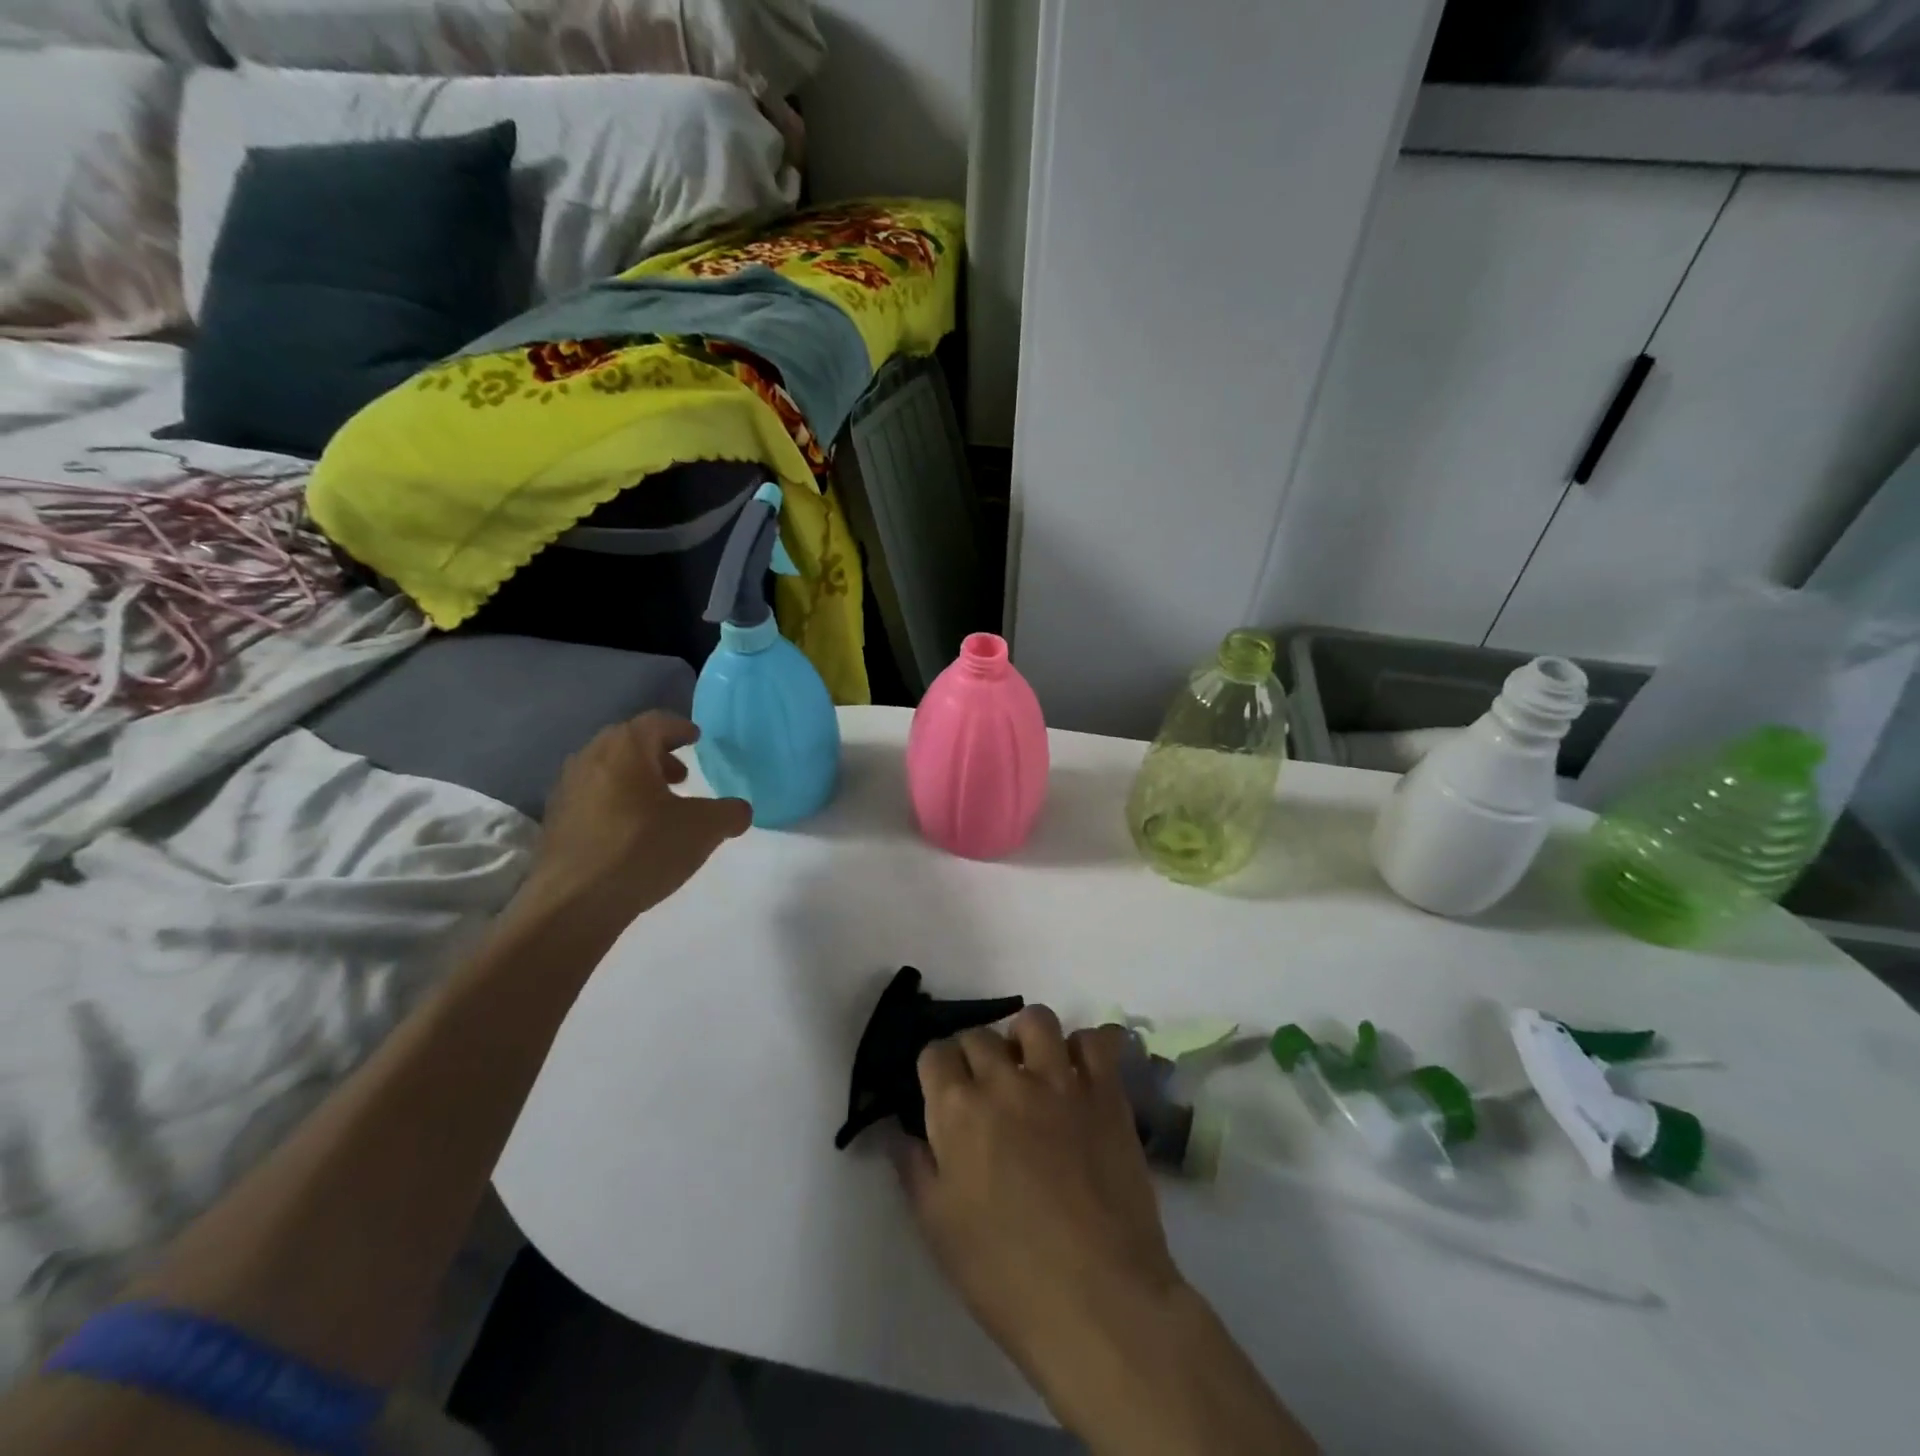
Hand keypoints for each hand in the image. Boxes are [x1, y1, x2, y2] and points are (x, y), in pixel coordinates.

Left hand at [519, 713, 751, 933]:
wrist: (573, 903)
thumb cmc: (642, 849)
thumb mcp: (704, 829)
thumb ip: (729, 813)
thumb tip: (739, 810)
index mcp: (626, 748)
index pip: (657, 722)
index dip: (680, 728)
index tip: (696, 739)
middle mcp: (591, 758)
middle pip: (628, 742)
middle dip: (657, 754)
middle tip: (681, 775)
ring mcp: (567, 789)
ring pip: (607, 769)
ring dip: (635, 778)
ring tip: (659, 805)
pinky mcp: (555, 821)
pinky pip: (592, 796)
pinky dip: (615, 801)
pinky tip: (631, 831)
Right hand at [901, 1011, 1316, 1455]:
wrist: (1098, 1301)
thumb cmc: (1006, 1275)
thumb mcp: (938, 1228)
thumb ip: (914, 1167)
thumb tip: (900, 1130)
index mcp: (958, 1110)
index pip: (935, 1053)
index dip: (935, 1069)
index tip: (941, 1090)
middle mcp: (1006, 1080)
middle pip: (980, 1035)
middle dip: (974, 1056)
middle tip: (984, 1089)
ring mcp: (1060, 1081)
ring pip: (1036, 1021)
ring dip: (1026, 1038)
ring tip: (1031, 1069)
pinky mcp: (1106, 1092)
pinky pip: (1098, 1041)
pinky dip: (1087, 1048)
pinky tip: (1081, 1074)